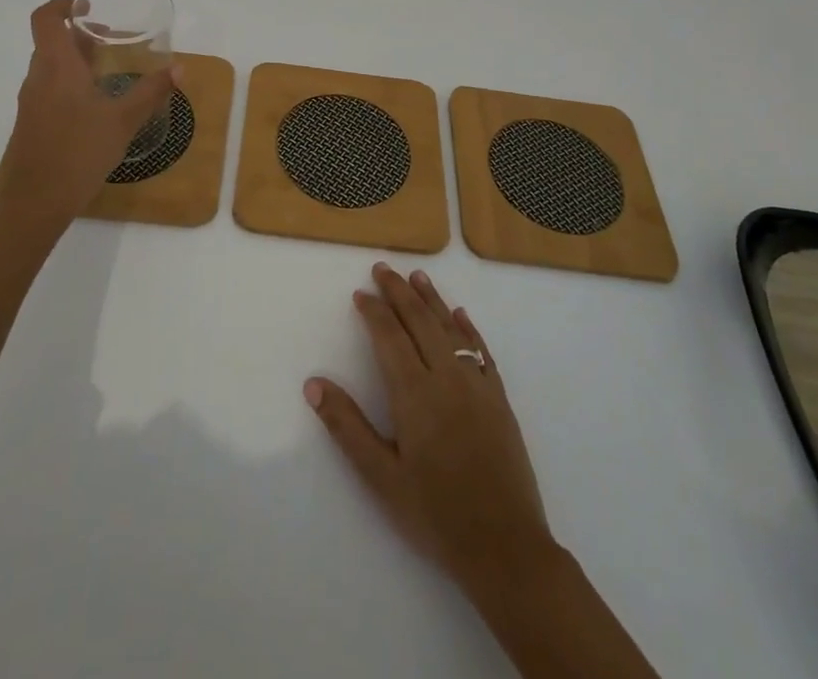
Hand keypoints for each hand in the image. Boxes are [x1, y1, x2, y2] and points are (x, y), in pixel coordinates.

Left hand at [0, 0, 177, 221]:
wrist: (34, 203)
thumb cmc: (79, 152)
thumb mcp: (123, 120)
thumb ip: (151, 91)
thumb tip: (179, 68)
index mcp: (57, 67)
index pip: (46, 18)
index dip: (63, 4)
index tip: (89, 7)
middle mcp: (38, 78)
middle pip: (51, 42)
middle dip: (79, 35)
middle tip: (110, 40)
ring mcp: (30, 103)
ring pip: (49, 67)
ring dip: (75, 60)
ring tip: (106, 72)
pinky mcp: (30, 124)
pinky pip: (48, 89)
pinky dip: (68, 83)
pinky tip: (94, 107)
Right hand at [305, 264, 554, 598]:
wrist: (505, 548)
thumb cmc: (436, 515)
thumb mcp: (381, 478)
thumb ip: (346, 426)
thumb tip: (313, 384)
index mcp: (414, 393)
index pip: (389, 336)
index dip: (374, 311)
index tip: (360, 293)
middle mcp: (446, 377)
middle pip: (420, 321)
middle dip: (399, 292)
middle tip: (382, 269)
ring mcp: (477, 385)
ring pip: (451, 328)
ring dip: (431, 299)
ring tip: (417, 276)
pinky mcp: (500, 399)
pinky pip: (481, 350)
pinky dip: (467, 328)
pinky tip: (460, 315)